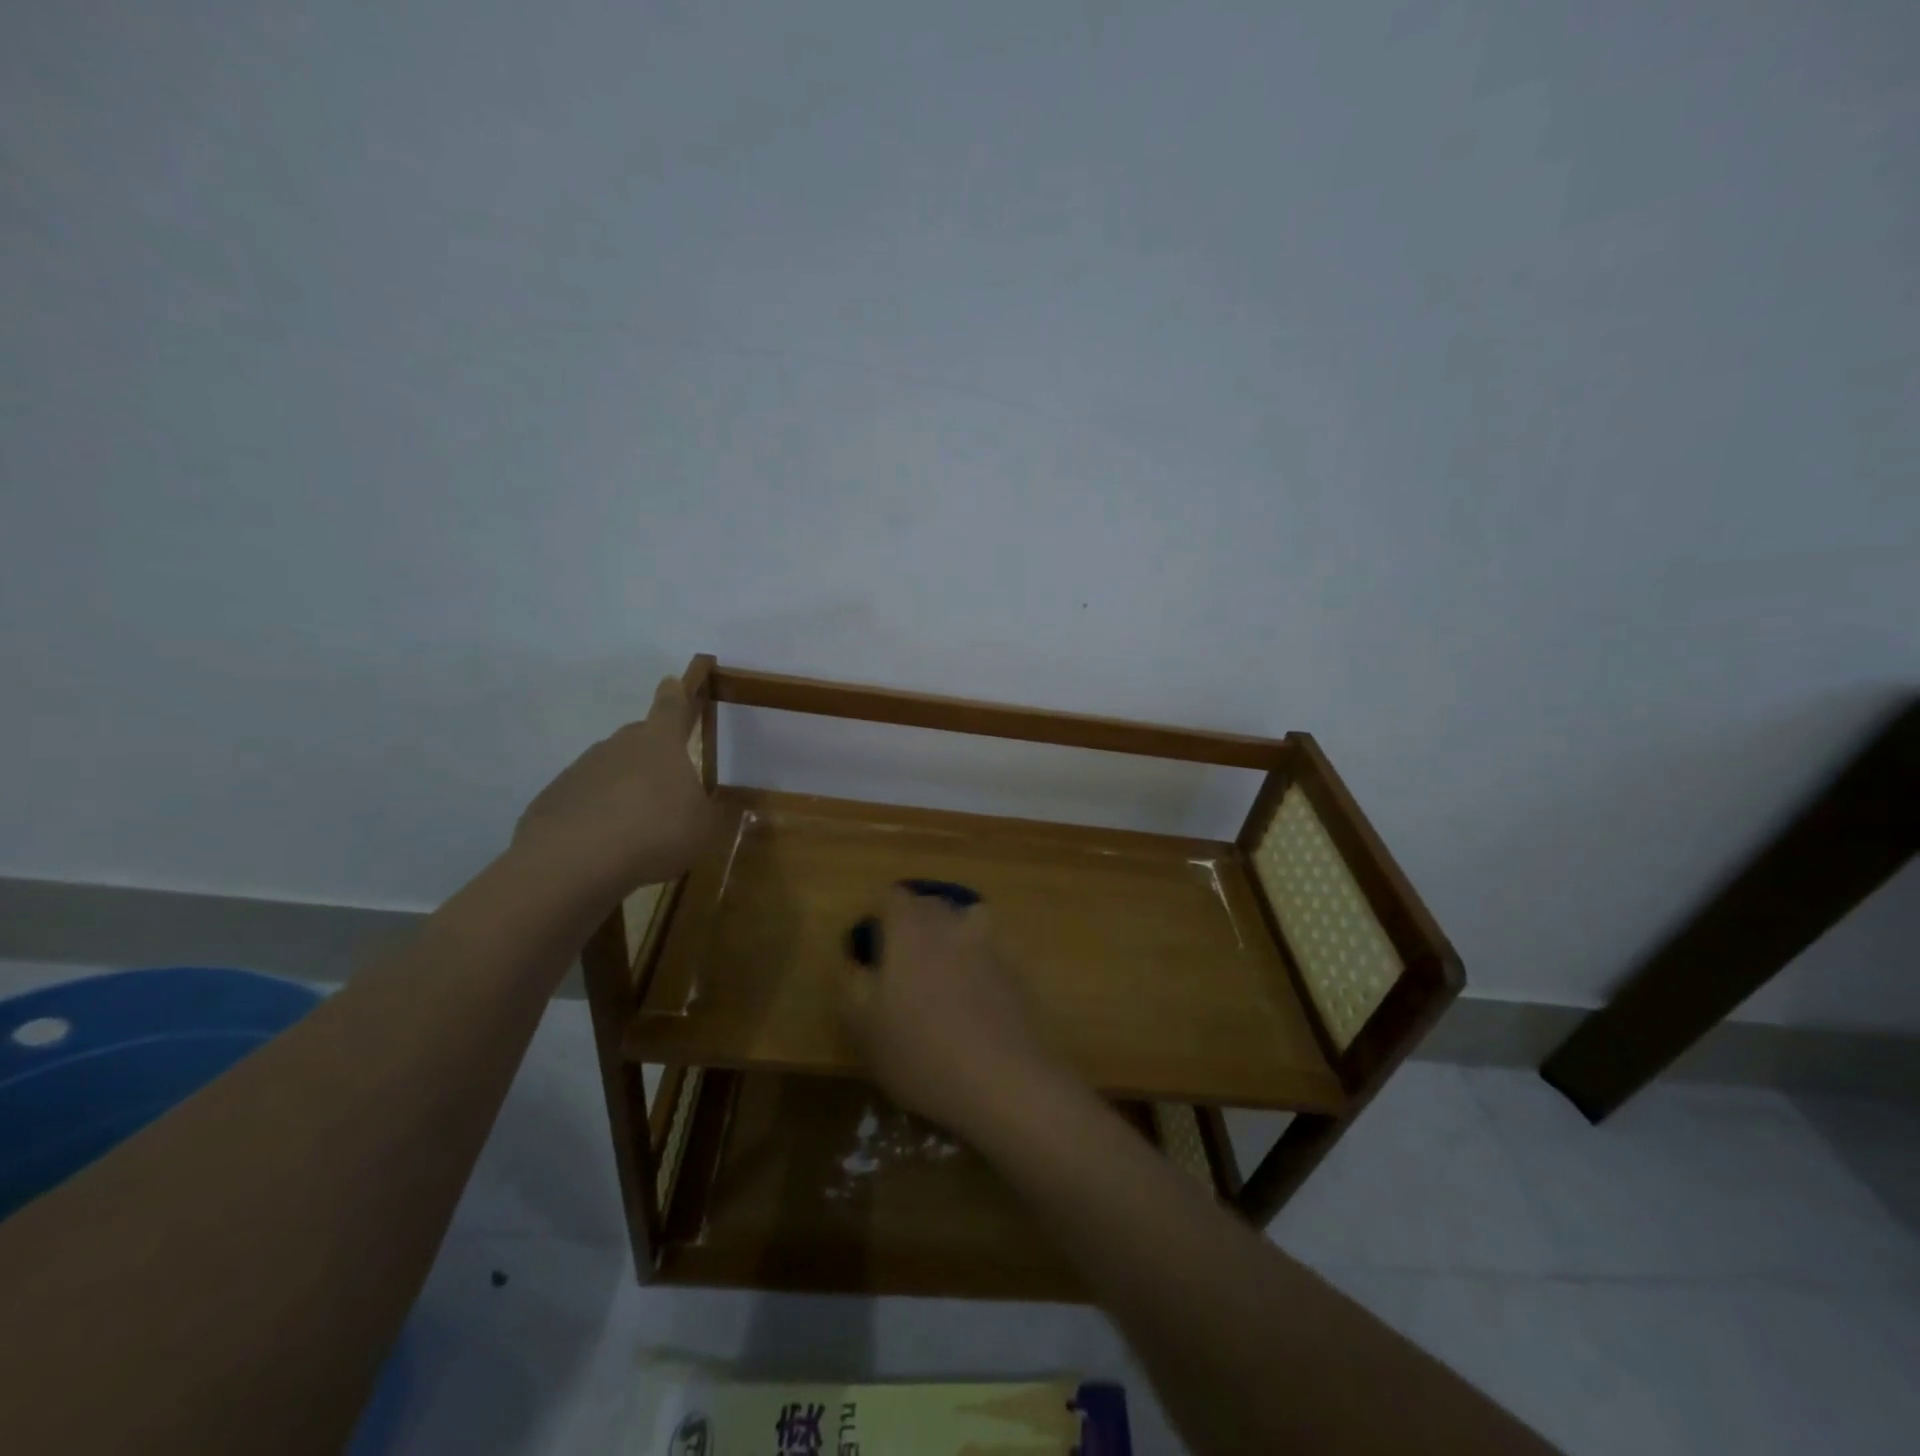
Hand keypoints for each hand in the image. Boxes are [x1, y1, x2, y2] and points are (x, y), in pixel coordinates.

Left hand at [513, 676, 713, 899]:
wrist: (574, 862)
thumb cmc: (655, 832)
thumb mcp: (703, 829)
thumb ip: (708, 812)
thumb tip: (707, 805)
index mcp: (661, 743)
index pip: (670, 708)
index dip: (675, 695)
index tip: (672, 681)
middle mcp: (619, 746)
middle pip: (638, 740)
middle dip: (651, 755)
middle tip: (665, 783)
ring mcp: (580, 770)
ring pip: (609, 771)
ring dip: (623, 790)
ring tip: (637, 827)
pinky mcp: (552, 800)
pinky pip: (583, 801)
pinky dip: (595, 816)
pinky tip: (604, 846)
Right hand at [840, 888, 1070, 1139]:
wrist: (1001, 1080)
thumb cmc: (919, 1050)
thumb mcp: (862, 1023)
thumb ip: (854, 981)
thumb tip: (860, 961)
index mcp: (911, 928)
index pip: (892, 896)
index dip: (878, 916)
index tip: (871, 948)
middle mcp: (951, 923)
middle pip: (929, 904)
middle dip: (912, 923)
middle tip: (901, 965)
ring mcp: (989, 943)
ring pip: (965, 920)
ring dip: (950, 935)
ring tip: (941, 973)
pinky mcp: (1015, 969)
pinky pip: (988, 951)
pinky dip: (977, 963)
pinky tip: (972, 1001)